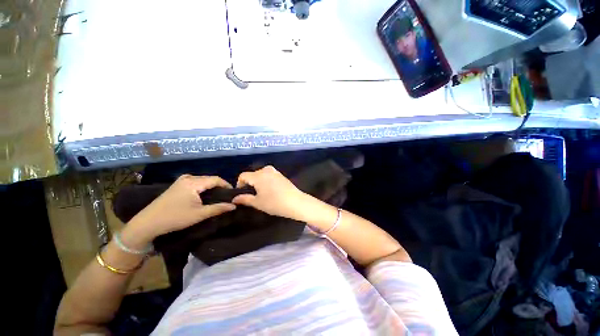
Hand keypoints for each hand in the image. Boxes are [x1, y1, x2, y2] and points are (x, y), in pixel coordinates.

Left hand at [126, 175, 235, 242]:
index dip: (227, 185)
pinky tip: (204, 195)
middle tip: (226, 196)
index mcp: (194, 183)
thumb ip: (218, 208)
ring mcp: (181, 180)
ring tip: (217, 196)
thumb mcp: (199, 214)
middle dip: (219, 186)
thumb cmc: (175, 218)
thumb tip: (234, 205)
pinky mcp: (177, 185)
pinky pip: (195, 182)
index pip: (216, 179)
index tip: (233, 193)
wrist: (148, 223)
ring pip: (202, 180)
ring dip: (211, 186)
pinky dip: (203, 187)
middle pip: (209, 178)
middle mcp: (188, 178)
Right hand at [232, 166, 305, 219]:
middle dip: (250, 183)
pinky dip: (266, 181)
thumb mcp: (258, 203)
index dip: (239, 184)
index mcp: (258, 175)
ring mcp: (275, 171)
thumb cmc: (274, 203)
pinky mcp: (281, 175)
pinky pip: (269, 175)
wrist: (295, 202)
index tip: (241, 194)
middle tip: (252, 195)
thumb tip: (235, 199)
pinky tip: (270, 190)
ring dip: (258, 182)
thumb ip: (244, 199)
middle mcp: (266, 170)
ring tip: (261, 193)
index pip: (243, 176)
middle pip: (252, 174)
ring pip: (261, 175)